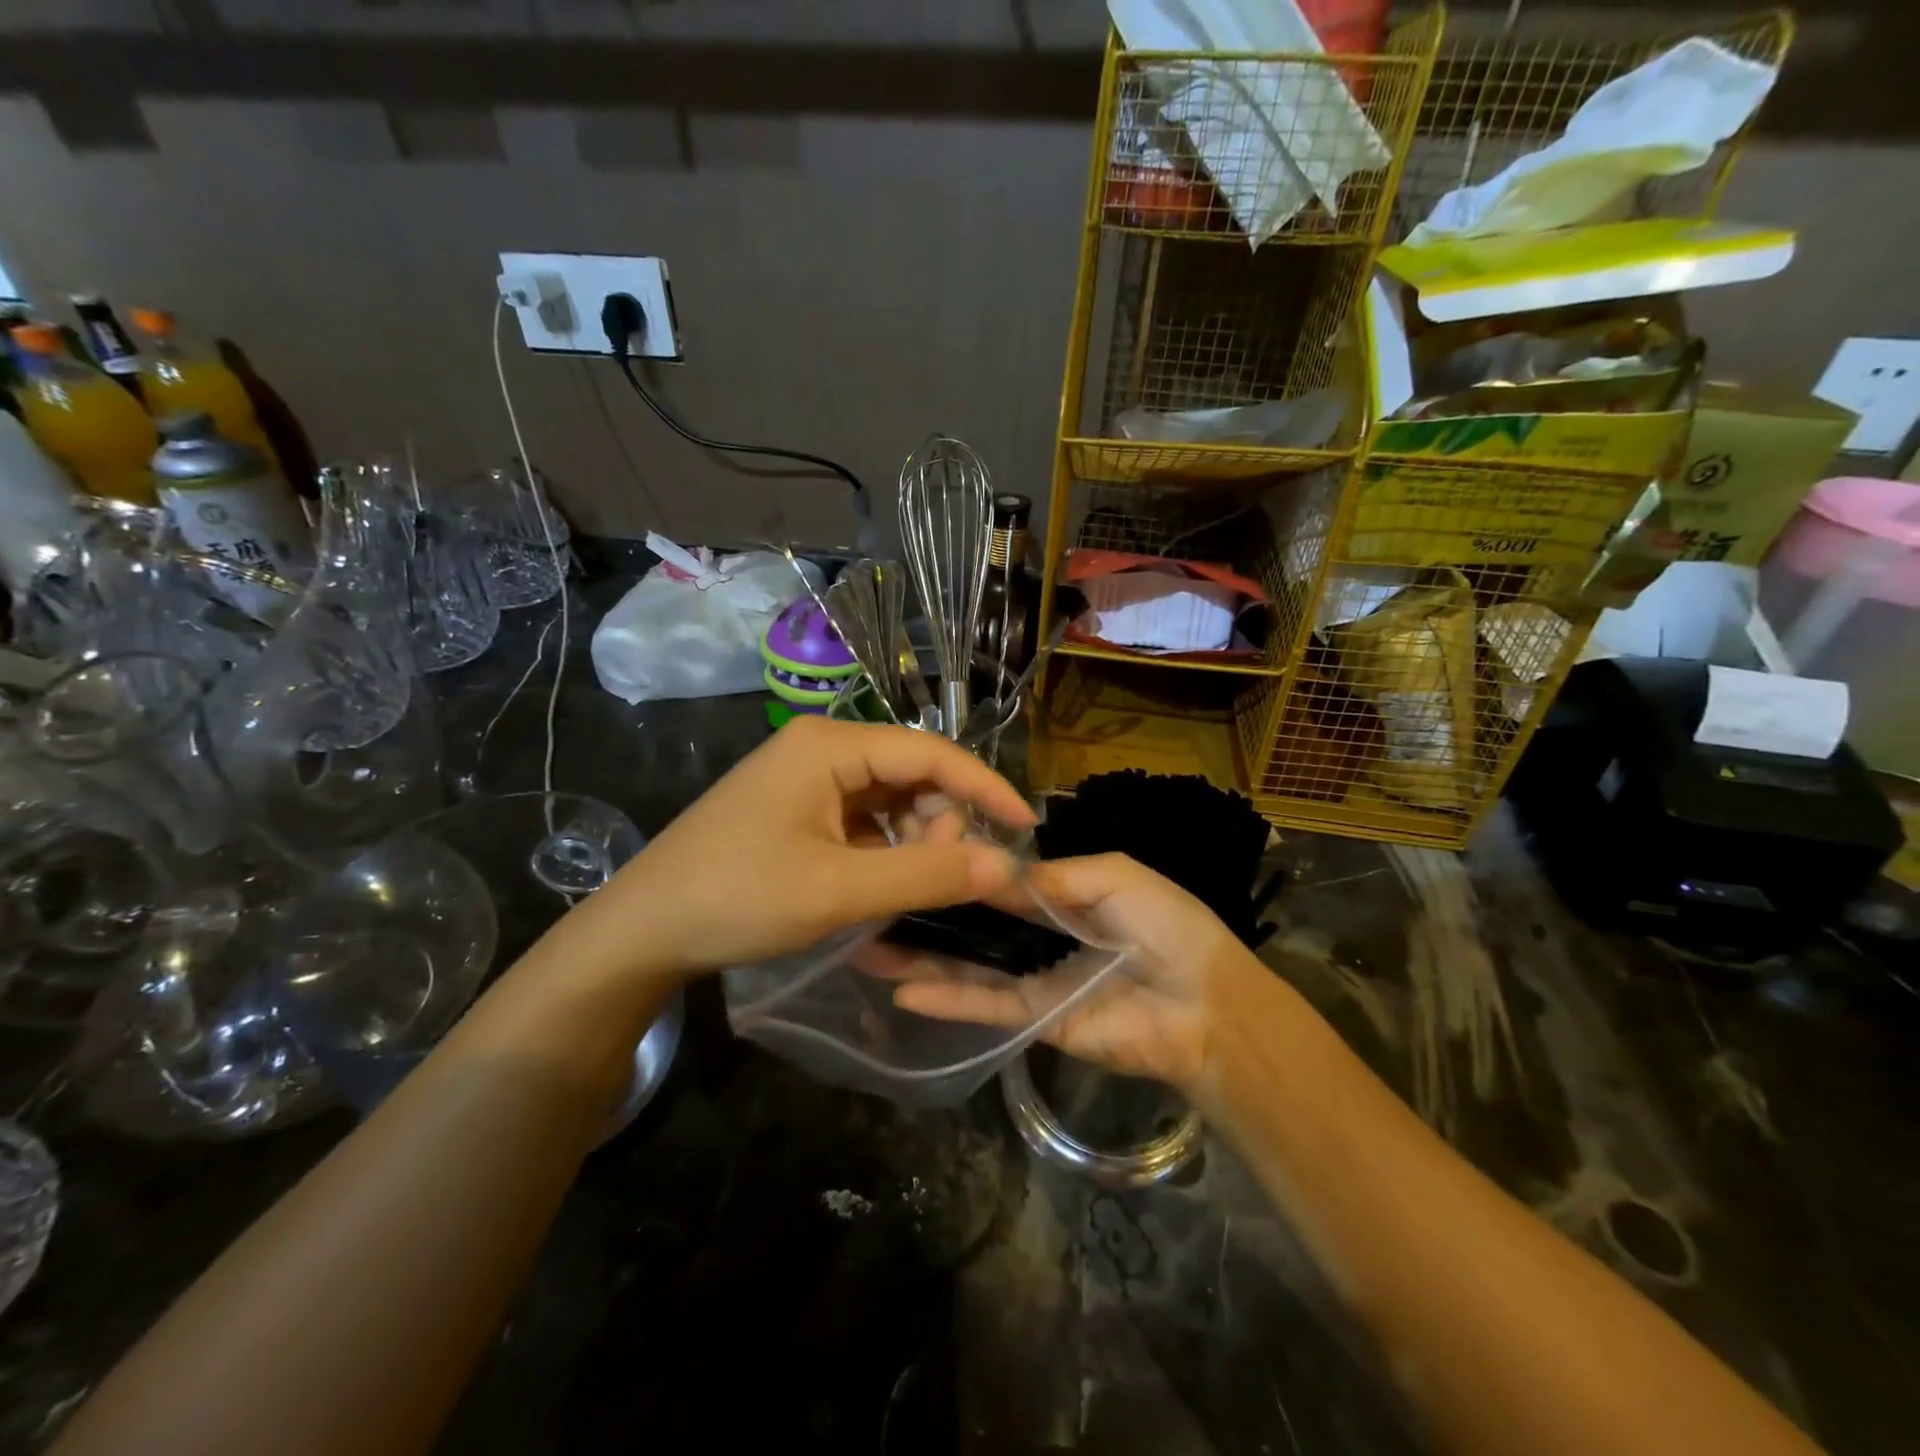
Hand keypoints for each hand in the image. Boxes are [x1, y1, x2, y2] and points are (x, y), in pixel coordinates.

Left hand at [577, 716, 1035, 980]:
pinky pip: (863, 821)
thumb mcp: (838, 889)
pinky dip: (884, 852)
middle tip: (943, 882)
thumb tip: (1008, 864)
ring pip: (891, 801)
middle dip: (940, 825)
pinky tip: (878, 888)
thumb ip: (927, 875)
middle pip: (913, 776)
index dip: (984, 787)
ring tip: (905, 892)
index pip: (931, 753)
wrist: (642, 930)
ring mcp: (807, 779)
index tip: (1026, 826)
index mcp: (831, 746)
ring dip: (913, 843)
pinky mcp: (798, 810)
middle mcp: (822, 749)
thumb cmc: (737, 898)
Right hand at [892, 853, 1268, 1096]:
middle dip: (930, 913)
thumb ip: (1053, 876)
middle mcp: (1041, 936)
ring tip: (868, 946)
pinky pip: (986, 1005)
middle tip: (874, 903)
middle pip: (976, 923)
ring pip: (970, 964)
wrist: (1207, 1005)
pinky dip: (947, 997)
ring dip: (923, 955)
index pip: (1000, 881)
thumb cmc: (1169, 925)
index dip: (961, 870)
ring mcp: (1034, 978)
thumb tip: (993, 874)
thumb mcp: (1116, 876)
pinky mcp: (1035, 1019)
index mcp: (1063, 896)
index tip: (913, 856)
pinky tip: (903, 987)